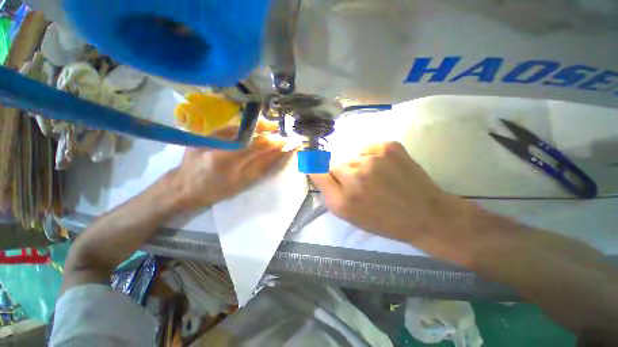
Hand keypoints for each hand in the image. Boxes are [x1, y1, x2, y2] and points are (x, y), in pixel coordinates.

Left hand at [171, 122, 290, 210]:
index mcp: (227, 158)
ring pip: (243, 127)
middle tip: (284, 133)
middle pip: (252, 133)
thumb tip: (280, 153)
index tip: (291, 141)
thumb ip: (262, 166)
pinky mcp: (208, 133)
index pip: (259, 145)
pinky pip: (234, 127)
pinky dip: (248, 127)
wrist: (184, 185)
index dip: (277, 142)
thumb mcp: (242, 183)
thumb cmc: (215, 190)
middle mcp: (219, 141)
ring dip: (261, 127)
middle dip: (271, 131)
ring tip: (273, 128)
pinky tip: (256, 129)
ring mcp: (212, 134)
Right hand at [310, 142, 473, 254]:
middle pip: (333, 163)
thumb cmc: (383, 220)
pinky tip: (384, 167)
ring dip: (356, 164)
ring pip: (351, 155)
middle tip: (357, 182)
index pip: (317, 172)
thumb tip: (317, 171)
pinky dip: (370, 155)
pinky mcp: (388, 146)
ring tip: (374, 176)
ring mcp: (372, 158)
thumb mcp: (349, 215)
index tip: (323, 171)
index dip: (318, 170)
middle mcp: (354, 176)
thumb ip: (329, 193)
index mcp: (342, 200)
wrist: (425, 214)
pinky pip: (367, 147)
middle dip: (341, 172)